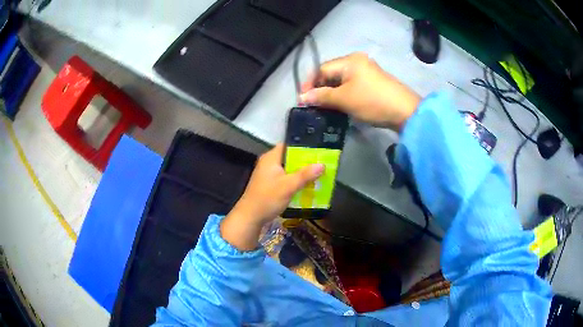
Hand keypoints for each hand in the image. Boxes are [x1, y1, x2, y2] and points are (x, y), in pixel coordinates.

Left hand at [221, 144, 323, 250]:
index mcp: (271, 158)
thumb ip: (305, 175)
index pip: (288, 145)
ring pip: (289, 169)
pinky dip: (295, 181)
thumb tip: (322, 165)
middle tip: (322, 163)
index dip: (303, 146)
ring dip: (301, 172)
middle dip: (305, 161)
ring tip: (319, 173)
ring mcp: (269, 174)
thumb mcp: (288, 186)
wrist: (250, 217)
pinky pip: (286, 178)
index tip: (317, 150)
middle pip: (290, 157)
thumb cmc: (268, 198)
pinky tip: (307, 185)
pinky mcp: (270, 185)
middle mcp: (269, 163)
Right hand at [300, 52, 420, 130]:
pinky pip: (352, 85)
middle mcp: (357, 61)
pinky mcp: (372, 82)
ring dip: (331, 93)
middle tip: (313, 105)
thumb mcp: (344, 99)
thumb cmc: (372, 102)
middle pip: (331, 73)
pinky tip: (339, 105)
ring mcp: (366, 71)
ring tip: (324, 107)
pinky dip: (343, 94)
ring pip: (341, 80)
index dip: (310, 84)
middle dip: (320, 89)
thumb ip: (321, 96)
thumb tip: (302, 97)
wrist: (405, 112)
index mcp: (349, 60)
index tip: (302, 100)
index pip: (322, 69)